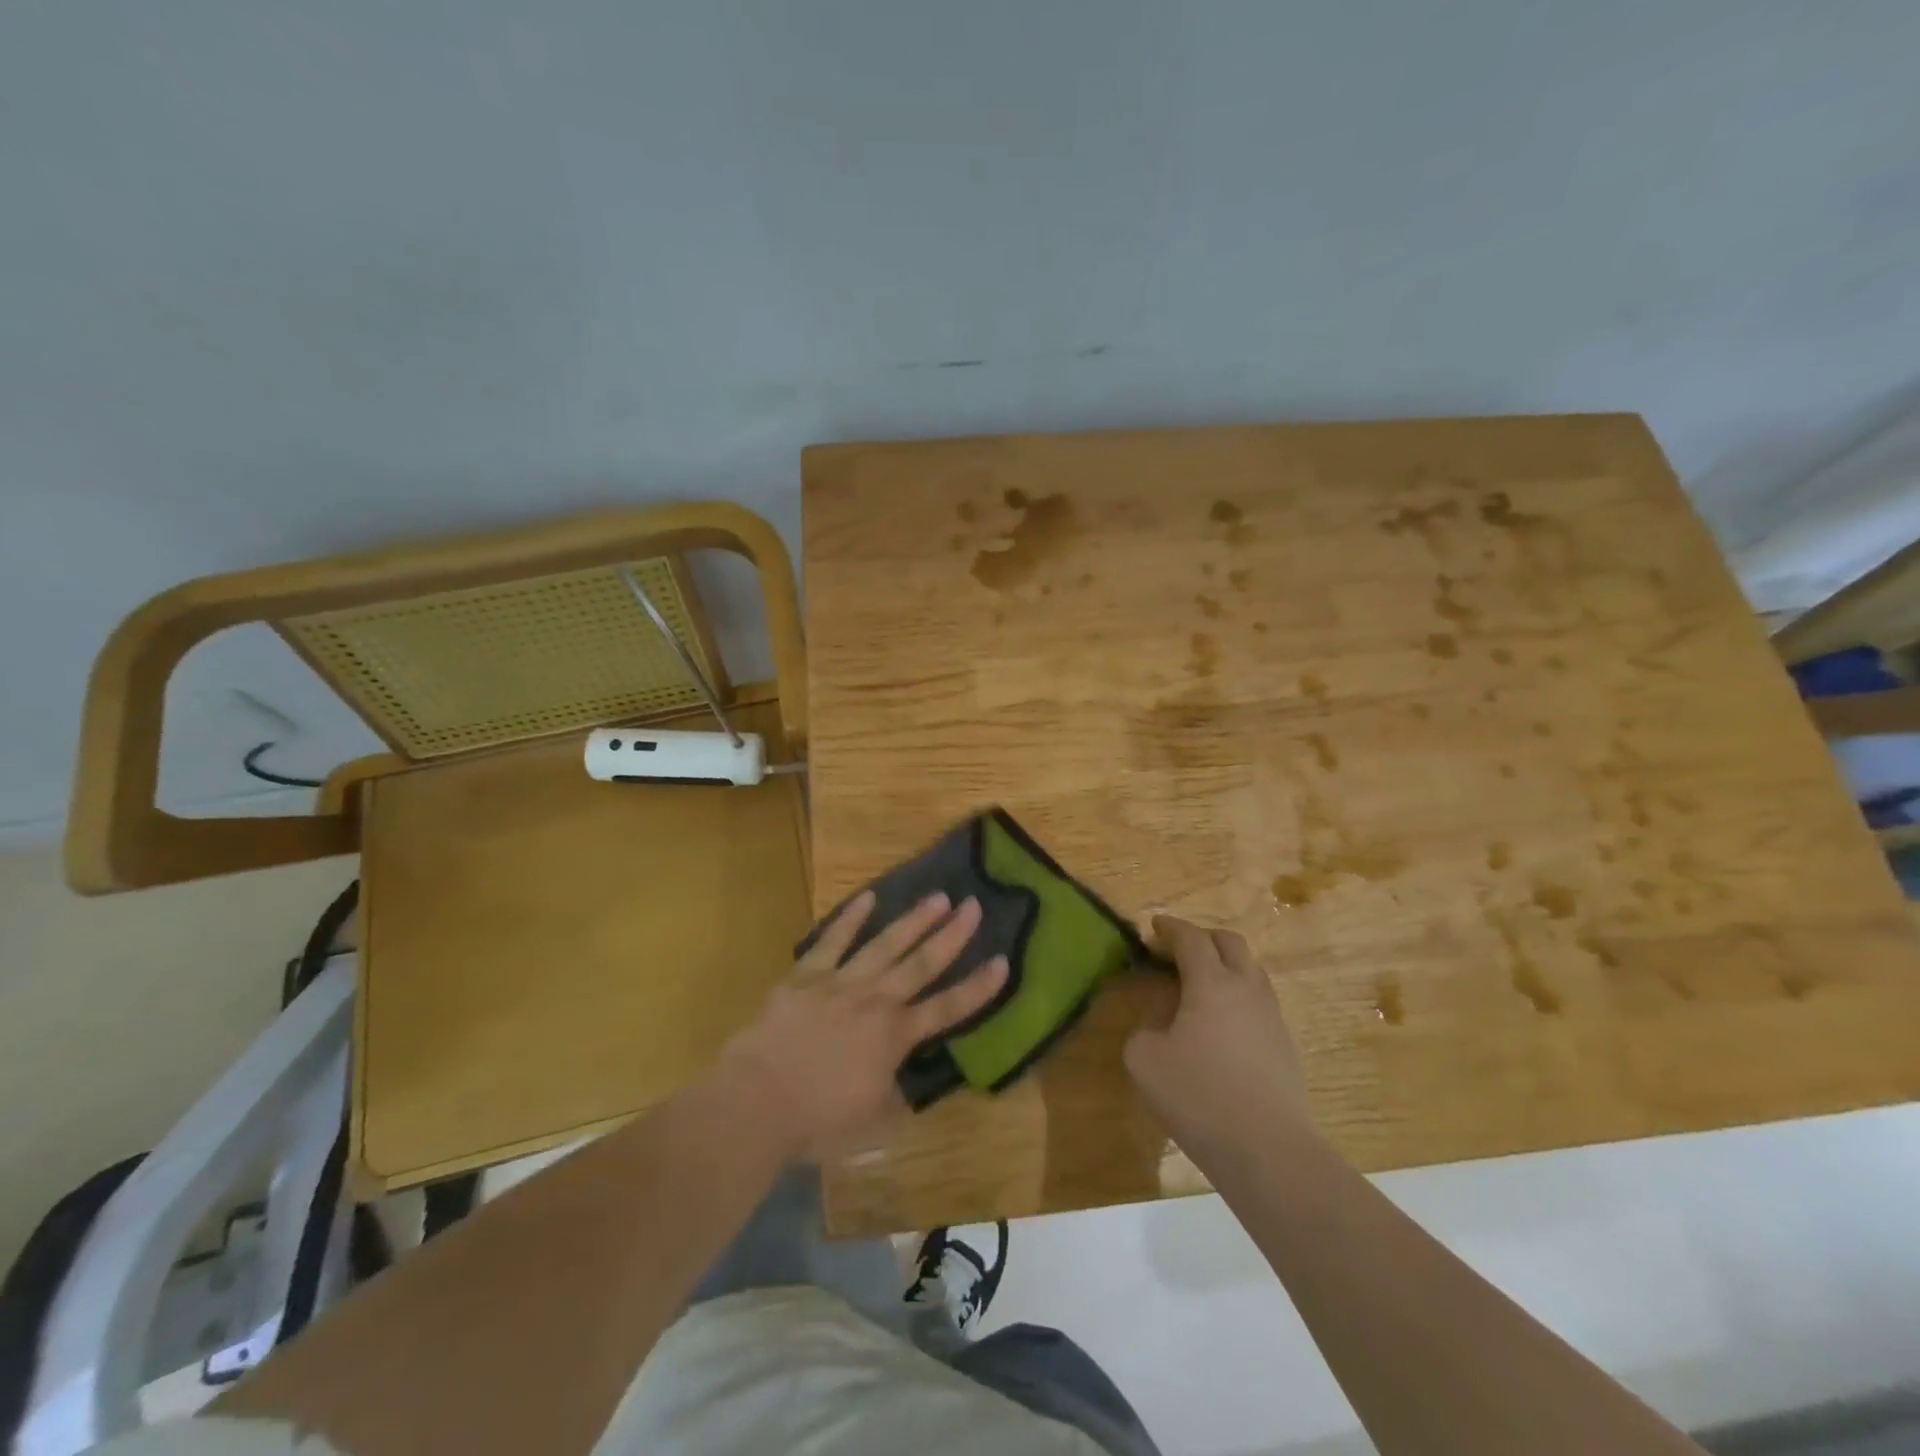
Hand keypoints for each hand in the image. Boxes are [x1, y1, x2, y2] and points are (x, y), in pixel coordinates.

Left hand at [717, 890, 1007, 1160]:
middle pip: (921, 963)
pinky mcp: (806, 976)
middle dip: (951, 935)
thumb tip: (907, 1079)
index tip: (1003, 961)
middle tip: (973, 905)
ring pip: (884, 944)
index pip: (948, 1009)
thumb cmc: (817, 1121)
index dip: (978, 987)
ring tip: (938, 896)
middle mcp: (875, 1001)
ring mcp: (840, 983)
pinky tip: (868, 897)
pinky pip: (832, 941)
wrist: (757, 1101)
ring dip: (913, 920)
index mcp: (895, 1037)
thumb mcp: (871, 1120)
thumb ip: (895, 1093)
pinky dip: (850, 919)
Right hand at [1125, 916, 1316, 1160]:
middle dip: (1202, 937)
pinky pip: (1258, 1001)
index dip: (1170, 928)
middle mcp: (1246, 988)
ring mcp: (1271, 1016)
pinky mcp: (1284, 1045)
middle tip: (1177, 950)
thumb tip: (1160, 1027)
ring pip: (1250, 970)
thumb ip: (1144, 1029)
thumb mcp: (1144, 1059)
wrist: (1268, 1149)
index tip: (1154, 927)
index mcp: (1211, 982)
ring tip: (1198, 985)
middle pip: (1229, 942)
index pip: (1191, 938)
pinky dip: (1236, 995)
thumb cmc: (1199, 1096)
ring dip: (1223, 965)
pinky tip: (1219, 1023)